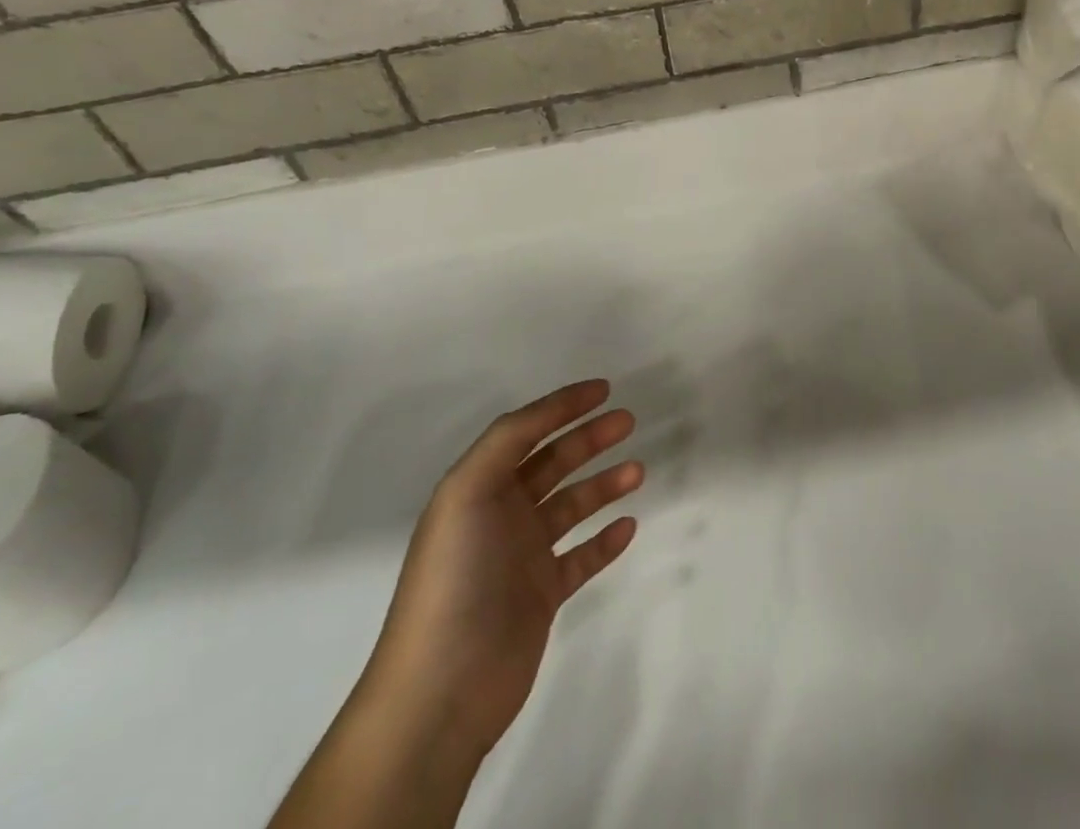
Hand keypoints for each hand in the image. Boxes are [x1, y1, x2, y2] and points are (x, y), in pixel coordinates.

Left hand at [360, 380, 642, 758]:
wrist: (441, 690)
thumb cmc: (455, 577)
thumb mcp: (469, 491)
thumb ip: (507, 440)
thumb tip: (547, 410)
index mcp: (478, 487)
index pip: (525, 431)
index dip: (562, 406)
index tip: (603, 389)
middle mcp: (499, 515)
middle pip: (553, 463)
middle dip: (589, 439)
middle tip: (628, 422)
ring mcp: (521, 557)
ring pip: (572, 507)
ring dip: (604, 485)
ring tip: (638, 471)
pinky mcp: (541, 596)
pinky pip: (581, 557)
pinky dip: (605, 540)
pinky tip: (628, 526)